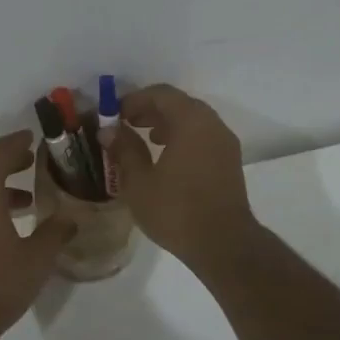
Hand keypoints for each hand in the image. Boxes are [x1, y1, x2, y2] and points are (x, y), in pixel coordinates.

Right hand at [108, 84, 257, 271]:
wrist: (224, 244)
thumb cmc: (177, 210)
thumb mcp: (139, 182)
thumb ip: (124, 150)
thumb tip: (108, 130)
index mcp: (191, 121)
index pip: (161, 94)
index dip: (134, 99)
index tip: (114, 114)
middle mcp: (212, 124)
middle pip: (179, 103)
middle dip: (151, 110)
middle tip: (127, 123)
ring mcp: (225, 143)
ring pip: (193, 120)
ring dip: (167, 123)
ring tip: (146, 139)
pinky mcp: (230, 161)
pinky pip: (203, 136)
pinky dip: (183, 136)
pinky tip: (167, 158)